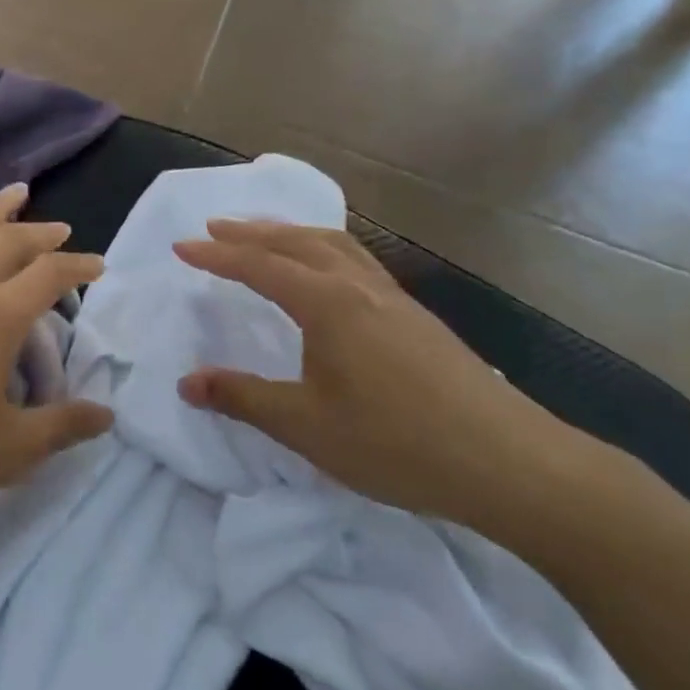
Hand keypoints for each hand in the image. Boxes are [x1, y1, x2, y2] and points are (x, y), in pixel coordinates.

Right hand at [173, 220, 578, 524]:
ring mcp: (393, 299)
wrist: (508, 462)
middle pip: (297, 242)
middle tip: (215, 227)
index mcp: (327, 305)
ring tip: (265, 234)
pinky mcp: (416, 317)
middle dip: (251, 232)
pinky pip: (358, 261)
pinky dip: (326, 249)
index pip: (260, 267)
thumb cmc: (396, 443)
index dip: (216, 256)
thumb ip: (243, 399)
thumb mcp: (306, 427)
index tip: (181, 248)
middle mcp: (359, 287)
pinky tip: (329, 273)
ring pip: (334, 245)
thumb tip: (187, 382)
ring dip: (292, 233)